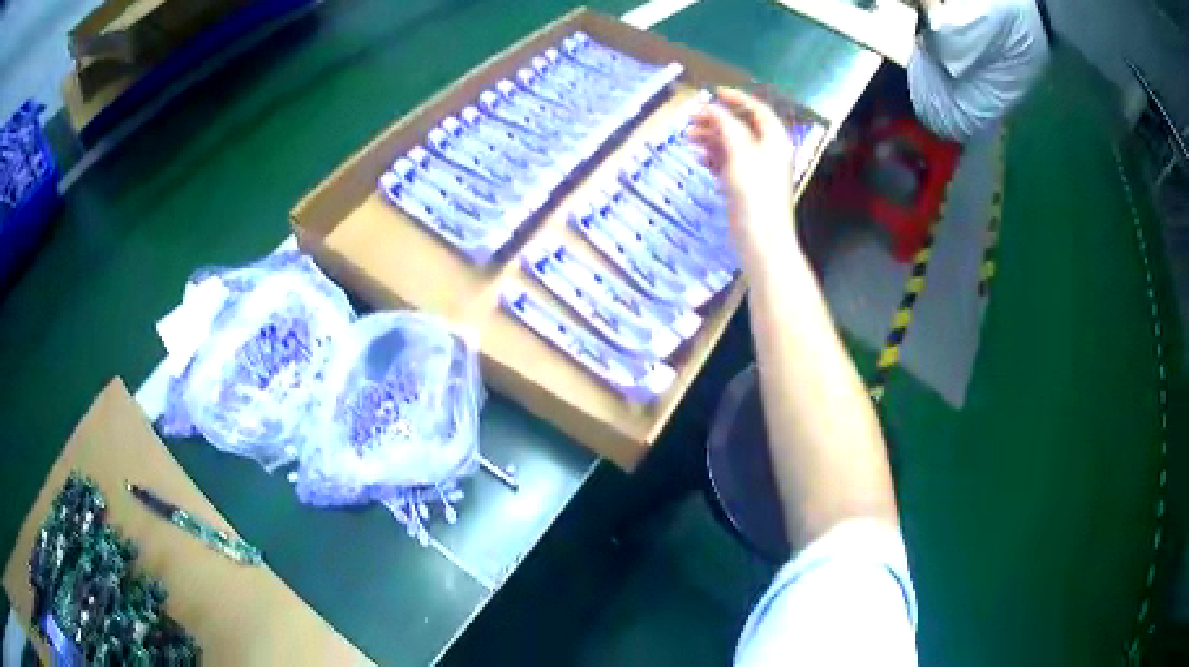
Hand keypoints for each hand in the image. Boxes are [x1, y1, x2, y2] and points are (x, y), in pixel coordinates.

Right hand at [689, 87, 801, 269]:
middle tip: (691, 118)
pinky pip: (727, 163)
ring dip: (711, 137)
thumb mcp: (741, 154)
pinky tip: (699, 157)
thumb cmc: (756, 195)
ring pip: (731, 144)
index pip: (757, 110)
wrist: (762, 240)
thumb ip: (727, 127)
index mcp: (774, 141)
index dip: (737, 99)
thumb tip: (712, 108)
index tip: (714, 93)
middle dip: (717, 119)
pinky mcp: (744, 186)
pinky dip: (713, 157)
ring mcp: (755, 170)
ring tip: (688, 137)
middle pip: (741, 126)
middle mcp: (767, 152)